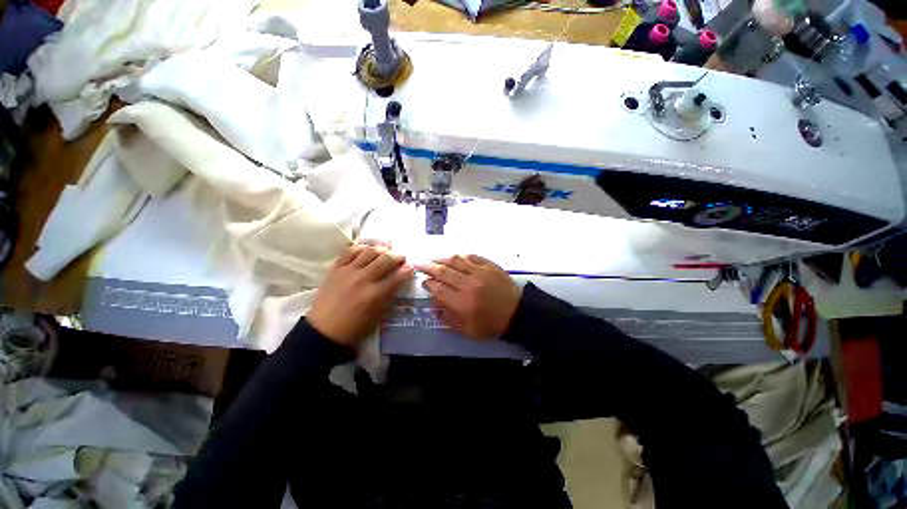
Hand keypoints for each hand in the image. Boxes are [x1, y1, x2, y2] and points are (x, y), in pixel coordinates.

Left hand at [308, 243, 412, 346]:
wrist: (323, 331)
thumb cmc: (355, 327)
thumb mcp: (378, 315)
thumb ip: (390, 295)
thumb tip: (399, 279)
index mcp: (375, 294)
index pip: (398, 276)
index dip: (407, 270)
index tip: (411, 267)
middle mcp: (363, 279)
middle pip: (386, 259)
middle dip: (398, 256)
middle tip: (401, 258)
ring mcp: (348, 272)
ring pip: (369, 251)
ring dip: (382, 249)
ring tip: (386, 251)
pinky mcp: (335, 269)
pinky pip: (349, 251)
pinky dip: (361, 247)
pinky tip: (367, 249)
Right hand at [419, 255, 521, 339]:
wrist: (516, 314)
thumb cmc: (490, 325)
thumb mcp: (466, 330)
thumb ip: (447, 317)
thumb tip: (433, 303)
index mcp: (462, 303)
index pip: (438, 288)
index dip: (428, 283)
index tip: (424, 281)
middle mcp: (468, 284)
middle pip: (443, 271)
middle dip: (429, 267)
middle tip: (421, 265)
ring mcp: (480, 272)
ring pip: (456, 260)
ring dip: (442, 259)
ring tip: (435, 259)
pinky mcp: (490, 266)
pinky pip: (472, 256)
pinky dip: (461, 256)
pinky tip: (456, 257)